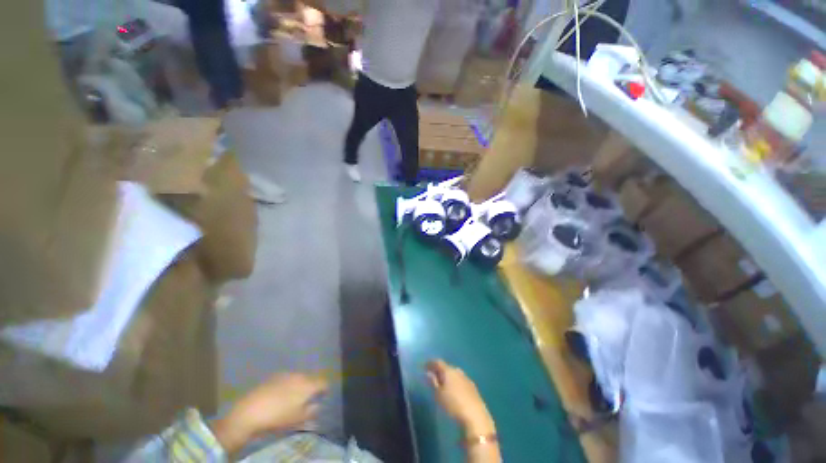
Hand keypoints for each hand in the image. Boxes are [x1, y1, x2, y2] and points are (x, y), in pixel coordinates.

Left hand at [211, 373, 327, 453]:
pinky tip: (280, 396)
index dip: (325, 389)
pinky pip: (287, 379)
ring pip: (299, 378)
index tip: (323, 397)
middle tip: (307, 400)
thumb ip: (311, 411)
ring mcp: (287, 374)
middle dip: (311, 387)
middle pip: (311, 379)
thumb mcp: (298, 419)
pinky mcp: (275, 376)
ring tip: (293, 398)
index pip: (323, 382)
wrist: (251, 410)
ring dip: (300, 385)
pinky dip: (288, 385)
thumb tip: (317, 406)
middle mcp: (300, 375)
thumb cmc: (278, 416)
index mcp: (308, 384)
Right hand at [426, 360, 495, 437]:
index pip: (438, 362)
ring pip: (454, 373)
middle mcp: (458, 371)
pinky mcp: (473, 388)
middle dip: (439, 370)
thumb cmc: (453, 405)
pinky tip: (454, 389)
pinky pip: (461, 380)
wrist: (475, 417)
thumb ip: (433, 382)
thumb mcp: (439, 395)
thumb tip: (428, 373)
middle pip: (447, 367)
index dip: (430, 363)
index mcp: (448, 371)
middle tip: (433, 375)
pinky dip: (455, 382)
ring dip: (448, 376)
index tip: (424, 366)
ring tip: (442, 383)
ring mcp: (467, 379)